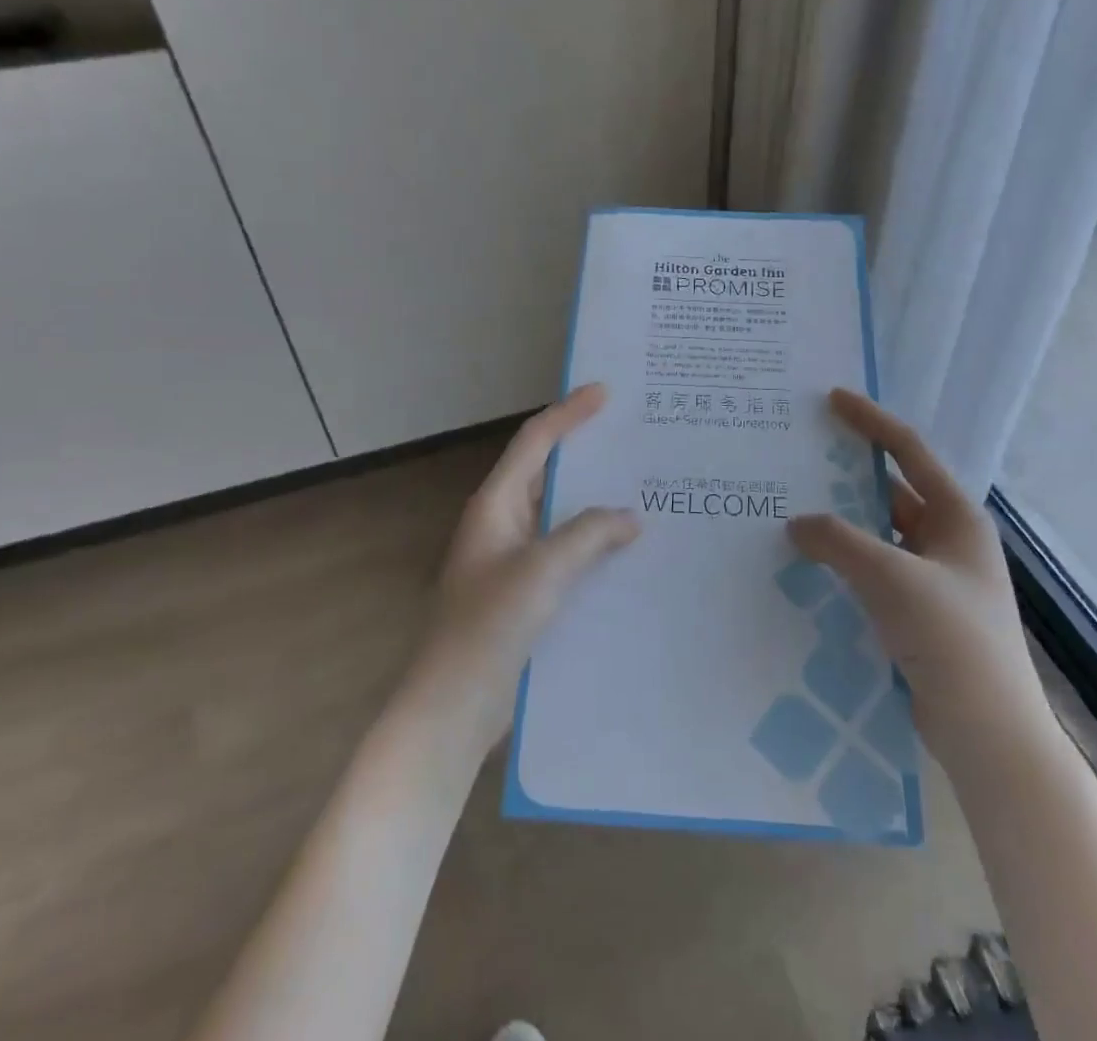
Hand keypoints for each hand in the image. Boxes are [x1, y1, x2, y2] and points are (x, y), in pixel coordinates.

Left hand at [406, 382, 639, 751]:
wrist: (455, 705)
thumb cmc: (490, 626)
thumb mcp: (544, 570)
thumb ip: (589, 534)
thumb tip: (629, 517)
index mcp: (496, 504)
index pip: (535, 442)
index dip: (569, 413)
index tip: (605, 392)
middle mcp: (502, 522)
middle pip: (547, 472)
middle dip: (586, 452)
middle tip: (632, 436)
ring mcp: (513, 558)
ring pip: (560, 514)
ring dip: (594, 500)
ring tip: (641, 487)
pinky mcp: (526, 591)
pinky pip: (566, 551)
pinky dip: (593, 541)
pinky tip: (628, 549)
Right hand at [787, 389, 1048, 760]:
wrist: (988, 733)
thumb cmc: (952, 639)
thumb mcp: (892, 578)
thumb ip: (840, 541)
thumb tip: (797, 522)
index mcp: (957, 517)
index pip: (909, 452)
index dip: (871, 421)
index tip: (832, 399)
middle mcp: (948, 539)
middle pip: (891, 491)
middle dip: (848, 474)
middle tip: (800, 456)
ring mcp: (935, 578)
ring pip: (879, 534)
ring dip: (843, 523)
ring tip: (792, 506)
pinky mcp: (919, 612)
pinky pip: (874, 570)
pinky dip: (845, 561)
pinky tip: (809, 563)